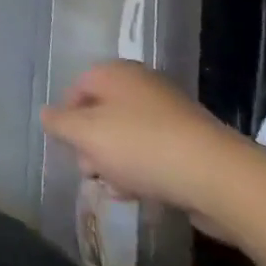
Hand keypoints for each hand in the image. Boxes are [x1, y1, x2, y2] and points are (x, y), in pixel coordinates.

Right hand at [42, 62, 263, 240]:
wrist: (219, 177)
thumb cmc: (141, 146)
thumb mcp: (86, 134)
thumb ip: (59, 123)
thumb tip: (46, 114)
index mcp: (115, 72)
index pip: (77, 88)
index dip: (67, 119)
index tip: (69, 149)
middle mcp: (143, 83)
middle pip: (103, 112)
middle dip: (93, 144)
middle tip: (92, 171)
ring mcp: (172, 111)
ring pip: (130, 135)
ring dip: (118, 162)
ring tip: (119, 189)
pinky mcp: (195, 141)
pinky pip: (157, 152)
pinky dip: (146, 169)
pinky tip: (145, 194)